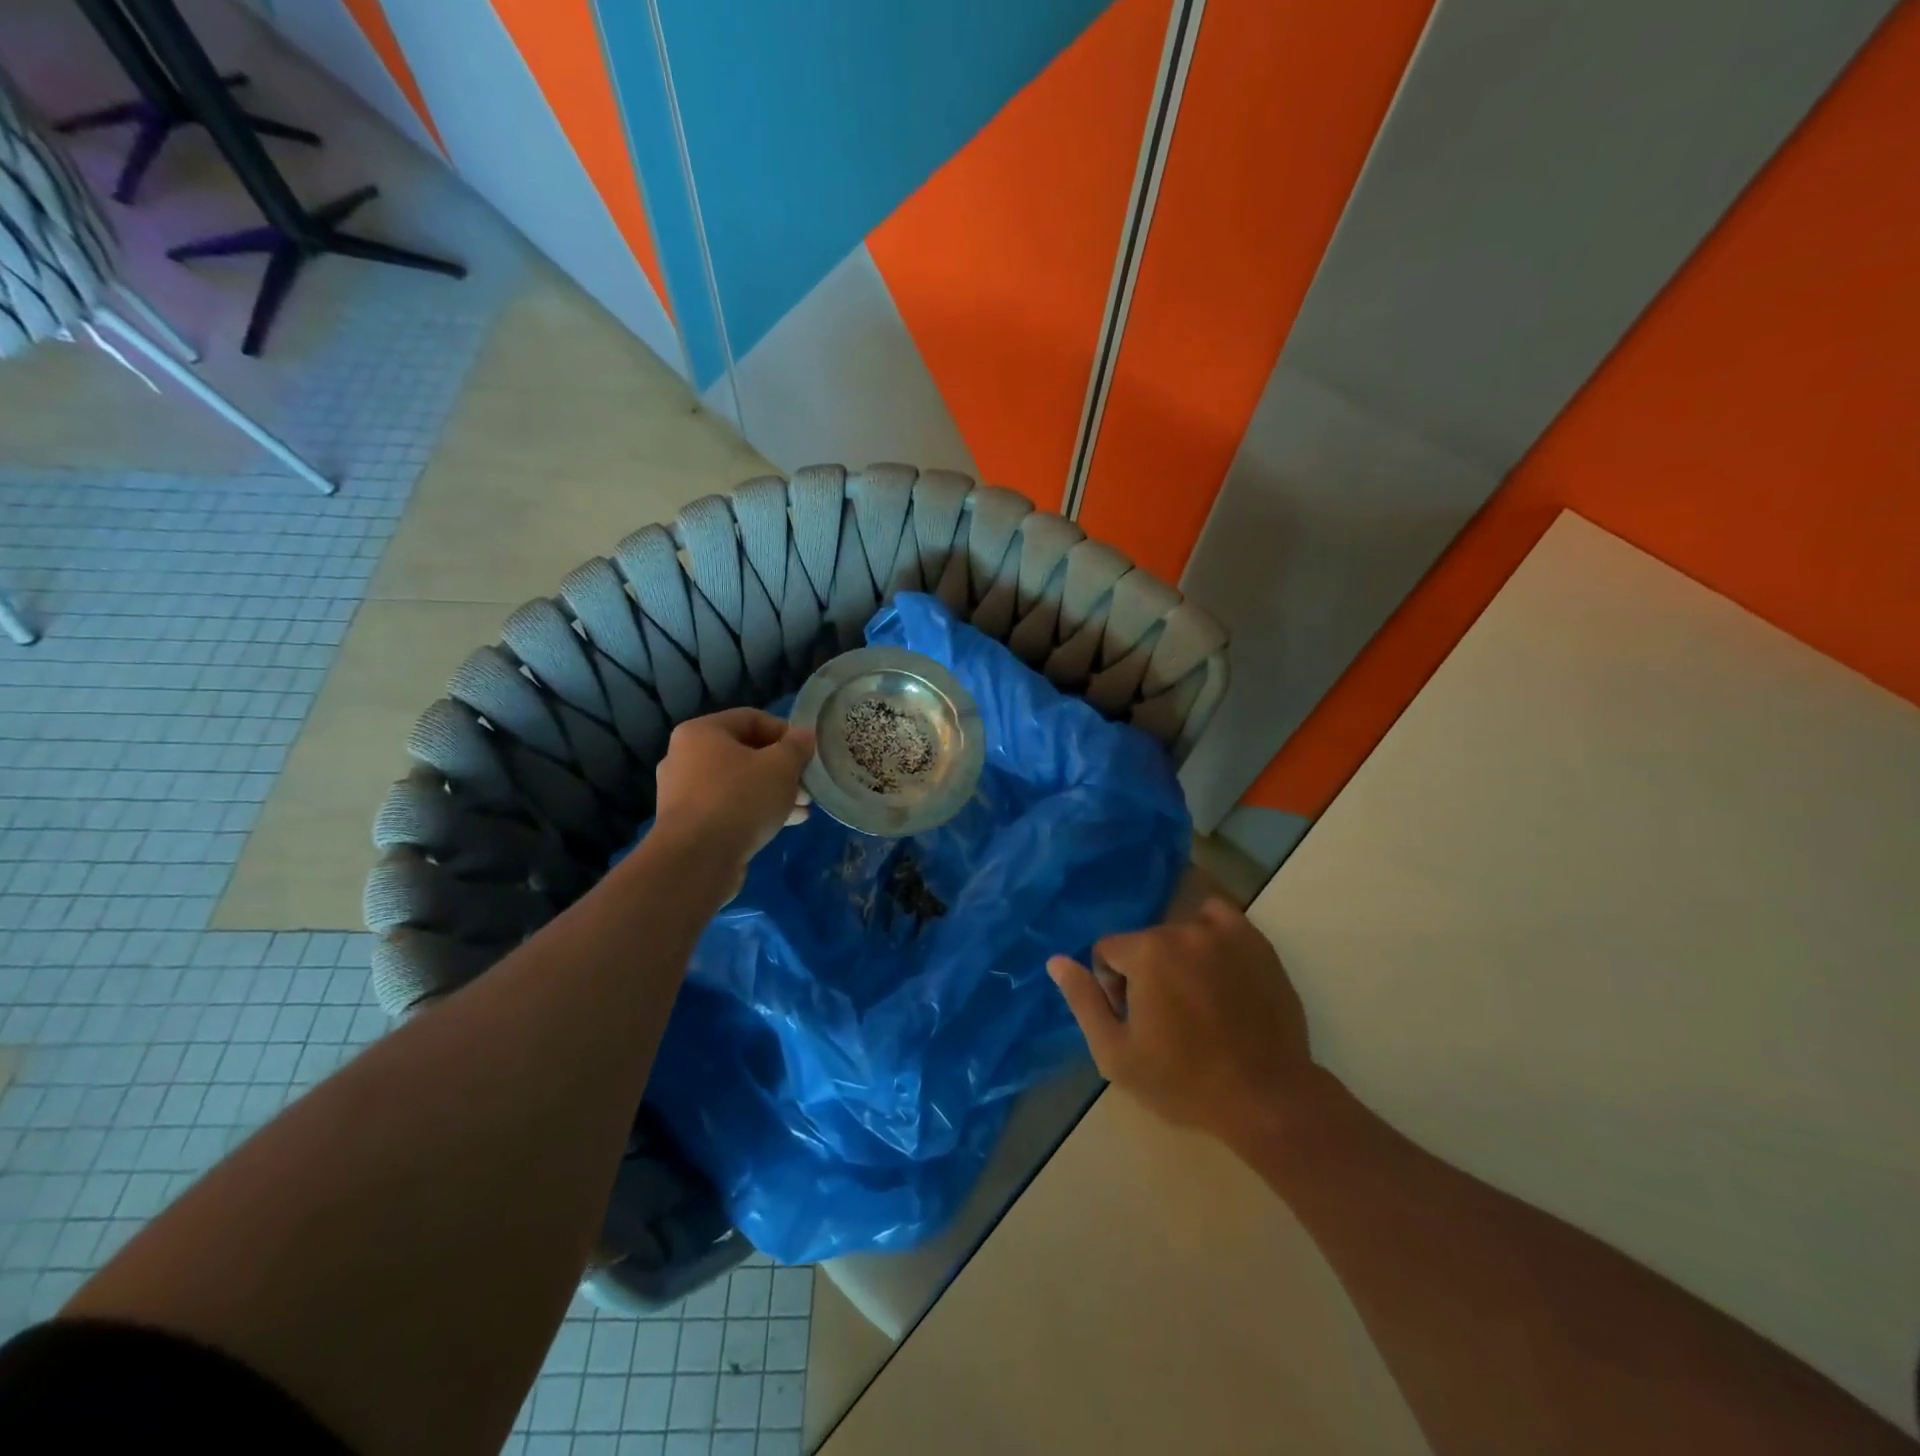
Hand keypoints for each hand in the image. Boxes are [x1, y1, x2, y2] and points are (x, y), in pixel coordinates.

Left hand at [652, 709, 813, 882]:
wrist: (697, 860)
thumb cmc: (740, 800)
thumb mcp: (781, 766)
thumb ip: (797, 747)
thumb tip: (805, 736)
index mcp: (701, 732)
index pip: (752, 718)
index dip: (786, 732)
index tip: (808, 754)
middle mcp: (685, 757)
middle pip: (745, 752)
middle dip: (782, 768)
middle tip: (808, 783)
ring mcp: (683, 793)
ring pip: (739, 783)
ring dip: (773, 791)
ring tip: (803, 807)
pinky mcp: (689, 824)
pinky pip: (729, 808)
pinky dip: (756, 811)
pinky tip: (786, 823)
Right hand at [1048, 898, 1318, 1141]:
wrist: (1265, 1098)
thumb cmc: (1183, 1081)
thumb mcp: (1116, 1054)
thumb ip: (1083, 1001)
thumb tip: (1056, 960)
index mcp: (1146, 953)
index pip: (1107, 950)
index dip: (1111, 987)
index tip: (1132, 1020)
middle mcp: (1182, 930)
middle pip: (1144, 943)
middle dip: (1144, 973)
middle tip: (1165, 1020)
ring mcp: (1224, 933)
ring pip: (1179, 933)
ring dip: (1176, 959)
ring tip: (1195, 1001)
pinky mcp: (1256, 942)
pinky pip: (1219, 917)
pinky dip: (1210, 933)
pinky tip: (1215, 968)